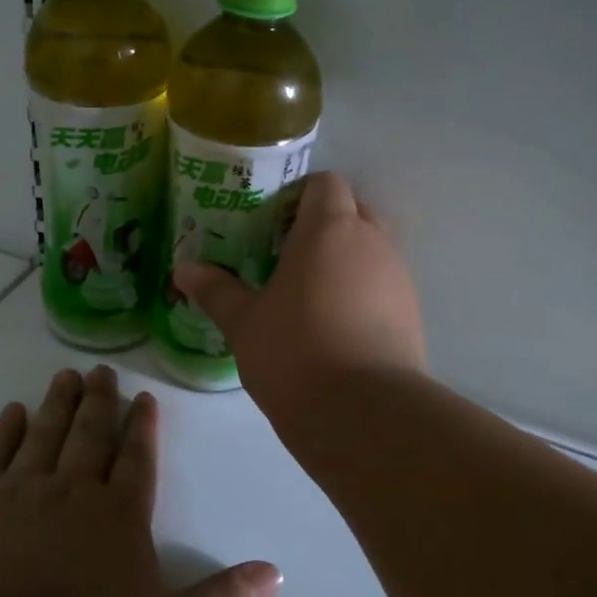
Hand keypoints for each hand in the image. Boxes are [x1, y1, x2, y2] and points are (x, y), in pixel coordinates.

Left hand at [0, 366, 281, 596]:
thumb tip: (276, 575)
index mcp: (119, 516)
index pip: (137, 459)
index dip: (142, 427)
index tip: (144, 396)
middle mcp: (71, 492)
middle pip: (89, 435)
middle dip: (99, 402)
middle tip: (101, 371)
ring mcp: (16, 495)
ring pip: (43, 436)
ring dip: (57, 405)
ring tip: (65, 376)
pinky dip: (3, 432)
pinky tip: (10, 413)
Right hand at [174, 173, 425, 428]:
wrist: (363, 413)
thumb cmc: (294, 353)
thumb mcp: (244, 323)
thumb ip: (216, 291)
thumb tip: (184, 270)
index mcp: (330, 229)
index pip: (326, 184)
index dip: (300, 196)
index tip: (272, 225)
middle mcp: (372, 242)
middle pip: (355, 211)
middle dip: (325, 225)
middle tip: (288, 257)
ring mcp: (399, 278)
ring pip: (373, 250)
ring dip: (346, 261)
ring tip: (310, 296)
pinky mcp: (413, 314)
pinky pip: (385, 286)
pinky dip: (363, 293)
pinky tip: (336, 328)